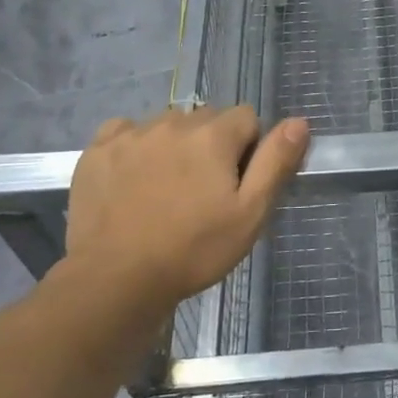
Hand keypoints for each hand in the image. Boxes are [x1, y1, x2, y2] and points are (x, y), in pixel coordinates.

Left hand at [56, 107, 308, 321]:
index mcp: (213, 134)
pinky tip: (133, 179)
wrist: (115, 280)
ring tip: (167, 190)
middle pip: (207, 119)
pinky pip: (126, 131)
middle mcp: (173, 122)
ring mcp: (131, 134)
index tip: (236, 185)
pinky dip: (135, 147)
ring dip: (175, 145)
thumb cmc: (193, 250)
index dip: (249, 149)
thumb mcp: (249, 214)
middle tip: (203, 192)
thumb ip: (275, 162)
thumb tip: (299, 121)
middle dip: (212, 145)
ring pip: (168, 125)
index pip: (247, 118)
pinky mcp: (98, 150)